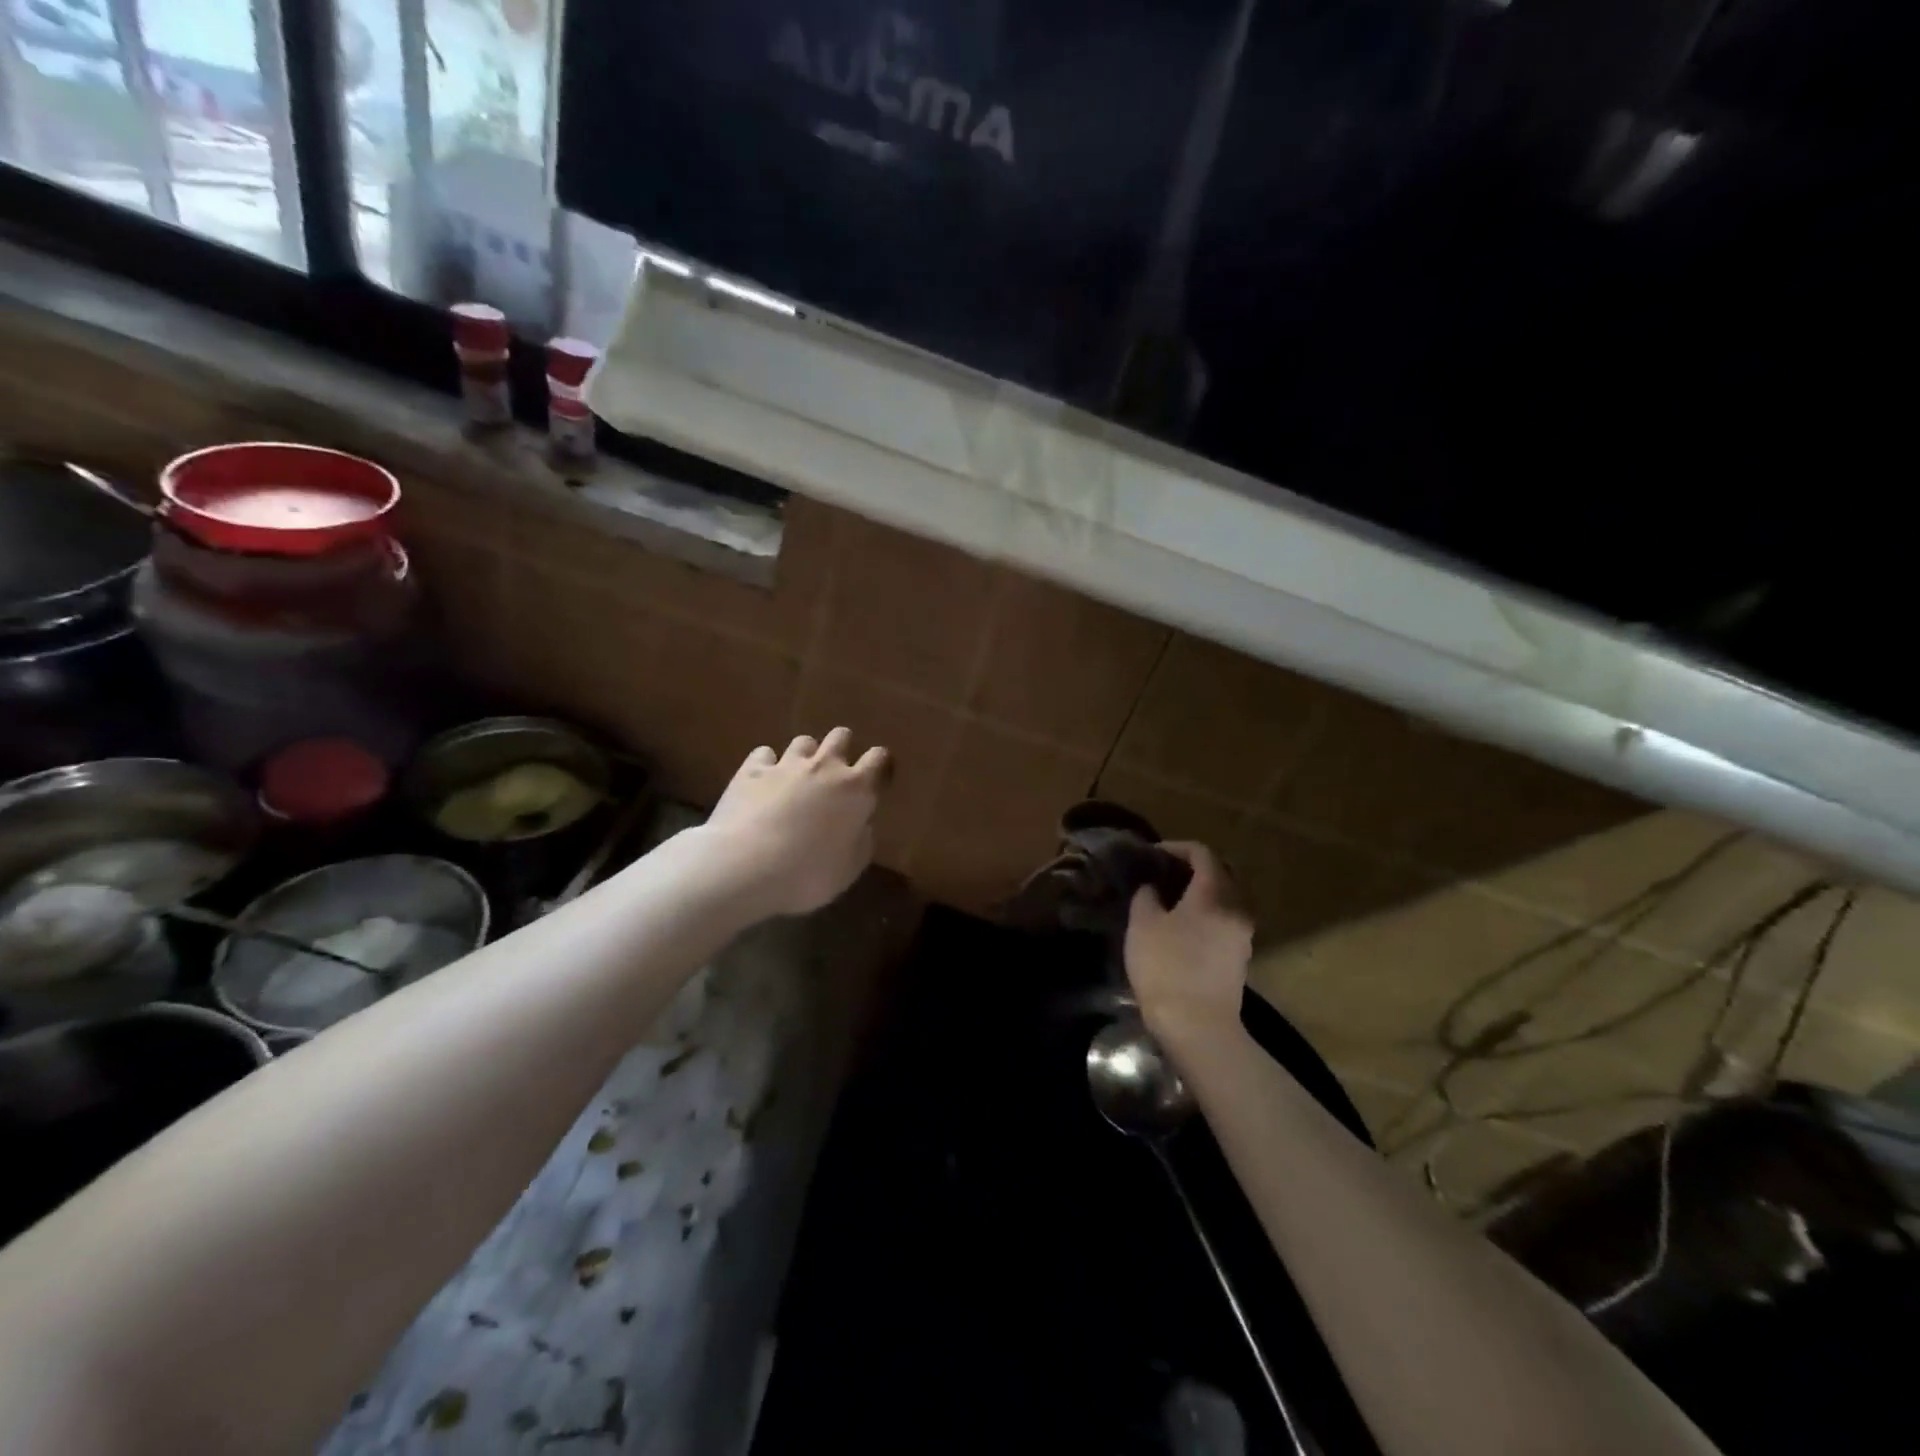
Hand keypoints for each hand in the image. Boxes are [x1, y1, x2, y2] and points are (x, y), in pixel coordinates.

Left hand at [704, 728, 889, 916]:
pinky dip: (767, 764)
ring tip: (797, 777)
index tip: (877, 777)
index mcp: (856, 789)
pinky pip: (764, 754)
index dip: (880, 764)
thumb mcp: (850, 868)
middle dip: (842, 748)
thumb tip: (861, 824)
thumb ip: (861, 840)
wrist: (745, 867)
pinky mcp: (752, 770)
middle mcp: (825, 767)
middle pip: (840, 736)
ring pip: (803, 741)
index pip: (879, 759)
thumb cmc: (808, 874)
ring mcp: (786, 764)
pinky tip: (762, 781)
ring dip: (805, 755)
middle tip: (834, 773)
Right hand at [1124, 842, 1253, 1041]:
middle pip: (1217, 875)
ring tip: (1166, 900)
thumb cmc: (1166, 967)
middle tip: (1159, 874)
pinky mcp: (1239, 958)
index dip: (1176, 847)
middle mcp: (1236, 908)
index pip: (1202, 854)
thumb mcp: (1143, 925)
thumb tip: (1152, 887)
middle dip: (1189, 869)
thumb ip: (1146, 896)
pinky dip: (1203, 914)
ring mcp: (1242, 935)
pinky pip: (1222, 921)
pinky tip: (1179, 927)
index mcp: (1214, 894)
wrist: (1197, 1026)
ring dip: (1197, 893)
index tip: (1152, 853)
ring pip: (1221, 900)